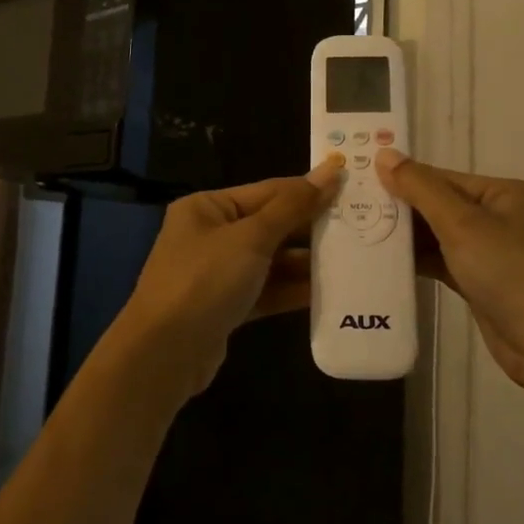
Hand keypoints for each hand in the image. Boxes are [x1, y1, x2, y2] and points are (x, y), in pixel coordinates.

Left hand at [115, 162, 340, 398]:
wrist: (164, 353)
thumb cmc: (205, 280)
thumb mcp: (251, 238)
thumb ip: (293, 207)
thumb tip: (329, 171)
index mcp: (208, 207)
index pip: (268, 191)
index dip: (309, 190)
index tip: (351, 188)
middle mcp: (210, 234)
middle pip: (270, 225)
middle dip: (310, 229)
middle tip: (359, 227)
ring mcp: (217, 272)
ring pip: (270, 260)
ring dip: (305, 262)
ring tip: (351, 260)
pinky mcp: (225, 306)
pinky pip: (265, 290)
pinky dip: (291, 290)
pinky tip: (326, 291)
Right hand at [377, 149, 523, 393]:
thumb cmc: (509, 271)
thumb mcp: (461, 223)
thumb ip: (420, 188)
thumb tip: (384, 153)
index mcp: (511, 193)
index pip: (448, 178)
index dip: (406, 180)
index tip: (363, 183)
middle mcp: (507, 218)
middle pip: (445, 205)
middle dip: (405, 210)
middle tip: (357, 209)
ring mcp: (498, 253)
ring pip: (444, 236)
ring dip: (410, 238)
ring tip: (364, 234)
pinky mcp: (487, 283)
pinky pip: (448, 262)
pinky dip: (422, 261)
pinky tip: (388, 262)